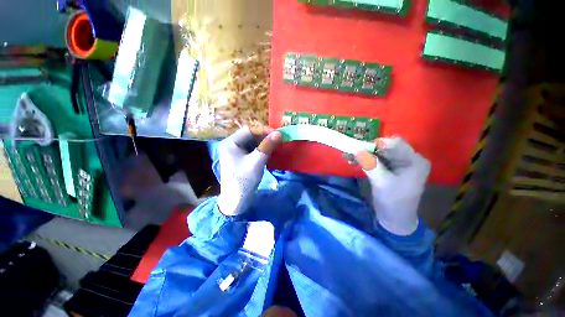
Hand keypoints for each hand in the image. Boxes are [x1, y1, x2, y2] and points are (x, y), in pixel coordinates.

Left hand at [216, 126, 282, 215]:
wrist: (236, 201)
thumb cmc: (244, 180)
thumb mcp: (257, 161)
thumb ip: (267, 146)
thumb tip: (279, 133)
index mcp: (230, 143)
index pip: (249, 130)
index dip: (264, 130)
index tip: (278, 134)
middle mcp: (231, 145)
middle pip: (250, 136)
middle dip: (264, 137)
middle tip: (278, 139)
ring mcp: (235, 153)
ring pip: (252, 143)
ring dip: (264, 143)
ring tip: (276, 145)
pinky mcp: (240, 159)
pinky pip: (252, 150)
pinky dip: (261, 150)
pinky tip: (269, 152)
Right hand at [355, 137, 430, 234]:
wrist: (395, 219)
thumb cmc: (393, 202)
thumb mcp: (381, 182)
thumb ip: (370, 164)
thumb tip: (356, 149)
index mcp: (414, 161)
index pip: (395, 143)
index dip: (377, 144)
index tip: (360, 149)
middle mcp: (409, 158)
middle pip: (386, 147)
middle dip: (368, 149)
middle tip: (352, 153)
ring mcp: (399, 163)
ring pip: (379, 152)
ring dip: (364, 154)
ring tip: (350, 157)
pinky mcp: (390, 168)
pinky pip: (376, 159)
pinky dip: (365, 159)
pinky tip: (354, 161)